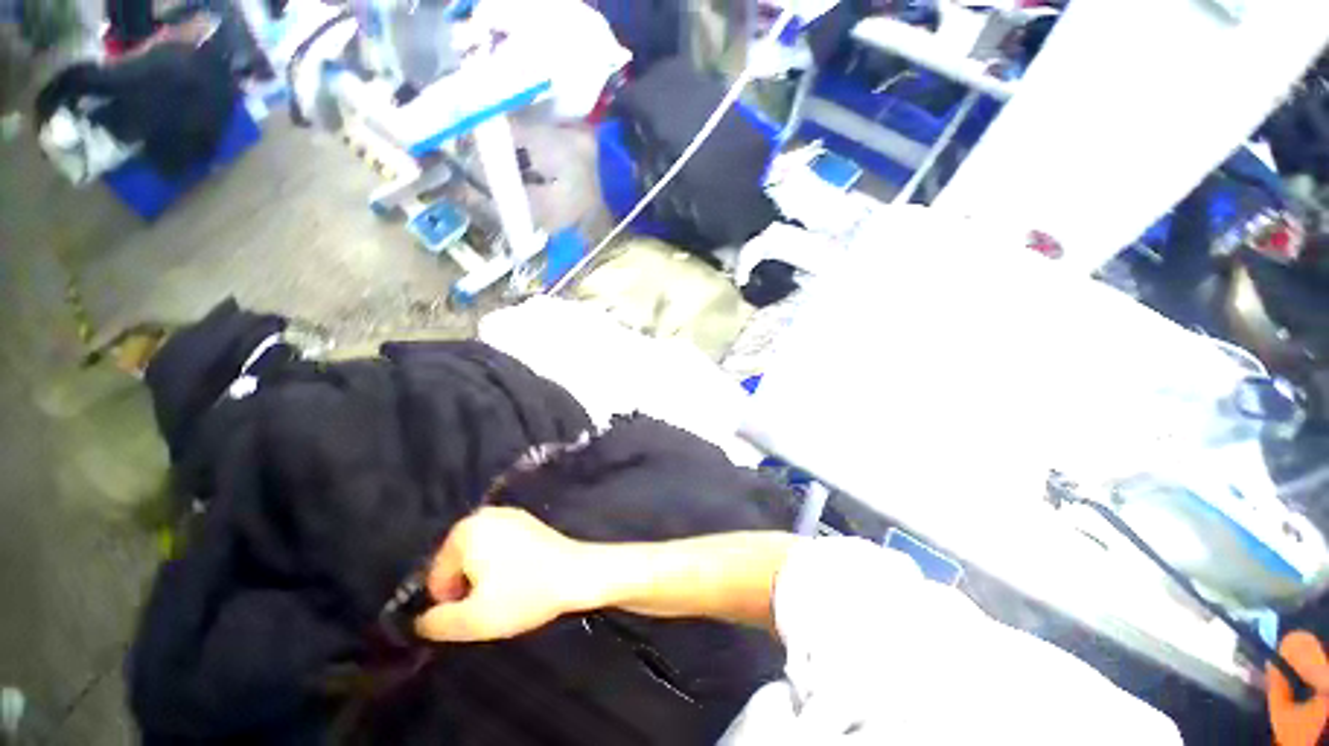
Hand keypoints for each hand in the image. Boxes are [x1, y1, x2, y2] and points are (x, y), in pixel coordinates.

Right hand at [414, 507, 595, 642]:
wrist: (576, 573)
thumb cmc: (524, 593)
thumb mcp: (472, 620)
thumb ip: (435, 623)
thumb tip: (420, 620)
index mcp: (465, 530)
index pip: (437, 576)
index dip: (451, 602)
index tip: (476, 611)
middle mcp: (484, 514)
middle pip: (457, 564)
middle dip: (467, 587)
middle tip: (490, 604)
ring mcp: (508, 514)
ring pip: (478, 557)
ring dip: (484, 578)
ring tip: (506, 593)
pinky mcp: (526, 522)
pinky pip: (499, 548)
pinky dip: (501, 565)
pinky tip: (519, 578)